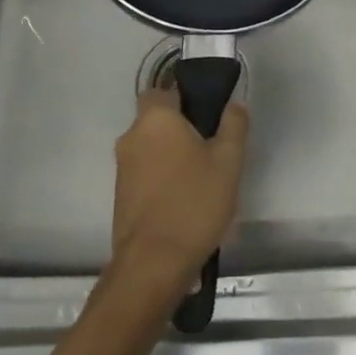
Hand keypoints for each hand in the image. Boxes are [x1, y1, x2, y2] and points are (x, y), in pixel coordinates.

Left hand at [111, 88, 246, 301]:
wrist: (153, 264)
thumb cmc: (193, 203)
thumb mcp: (229, 161)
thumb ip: (234, 125)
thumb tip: (233, 105)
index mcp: (155, 119)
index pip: (164, 90)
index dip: (186, 97)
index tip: (209, 115)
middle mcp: (132, 137)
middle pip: (158, 120)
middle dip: (182, 130)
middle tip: (213, 149)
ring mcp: (123, 168)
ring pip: (153, 148)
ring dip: (173, 157)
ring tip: (204, 180)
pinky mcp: (121, 195)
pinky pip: (147, 173)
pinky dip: (164, 179)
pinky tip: (187, 201)